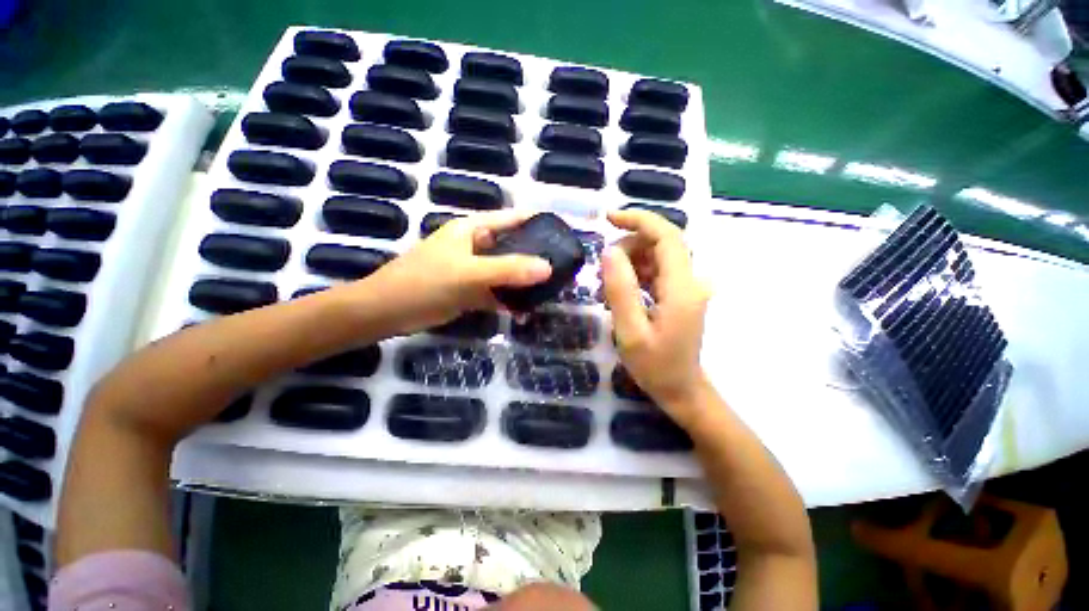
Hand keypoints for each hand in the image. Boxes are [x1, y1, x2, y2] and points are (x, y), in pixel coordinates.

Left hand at [369, 210, 551, 334]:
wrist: (387, 312)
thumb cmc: (424, 282)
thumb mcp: (469, 273)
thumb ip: (508, 269)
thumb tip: (548, 268)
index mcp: (474, 229)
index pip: (514, 218)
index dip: (539, 222)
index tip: (564, 234)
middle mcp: (477, 245)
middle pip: (514, 246)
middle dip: (537, 257)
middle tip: (564, 269)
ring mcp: (475, 269)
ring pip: (507, 272)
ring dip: (525, 282)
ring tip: (551, 291)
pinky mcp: (471, 290)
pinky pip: (497, 292)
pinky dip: (510, 301)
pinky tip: (526, 311)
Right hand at [602, 210, 711, 427]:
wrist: (681, 389)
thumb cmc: (655, 366)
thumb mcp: (630, 331)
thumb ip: (620, 289)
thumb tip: (609, 251)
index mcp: (681, 287)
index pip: (667, 236)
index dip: (639, 220)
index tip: (609, 218)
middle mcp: (691, 280)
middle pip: (661, 243)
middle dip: (629, 245)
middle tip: (603, 271)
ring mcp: (688, 287)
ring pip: (658, 256)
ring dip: (630, 262)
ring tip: (608, 287)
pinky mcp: (680, 294)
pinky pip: (657, 271)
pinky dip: (637, 273)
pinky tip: (621, 293)